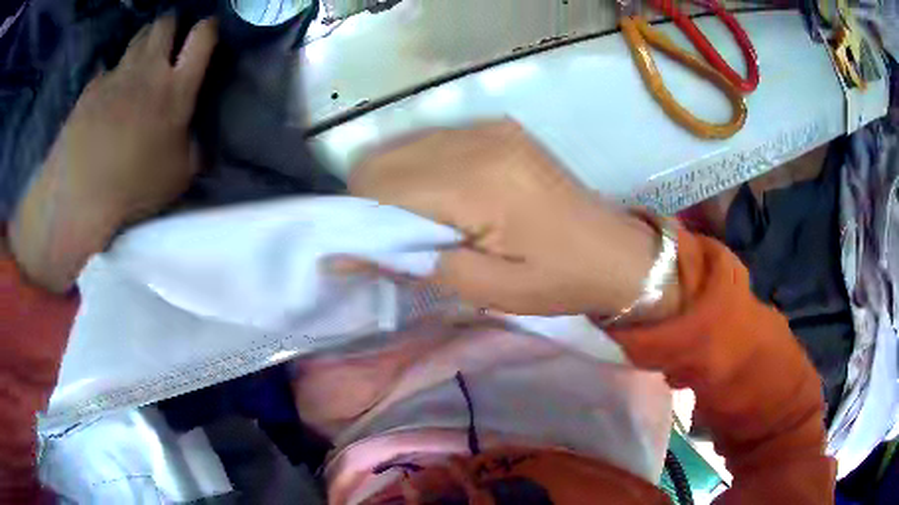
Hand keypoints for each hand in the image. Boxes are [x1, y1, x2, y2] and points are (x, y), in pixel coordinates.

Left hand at [10, 16, 217, 291]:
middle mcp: (149, 69)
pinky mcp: (92, 87)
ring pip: (137, 37)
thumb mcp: (179, 174)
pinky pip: (107, 69)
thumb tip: (193, 132)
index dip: (208, 27)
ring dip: (144, 41)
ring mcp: (117, 75)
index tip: (207, 31)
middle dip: (172, 24)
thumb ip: (194, 144)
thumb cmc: (134, 187)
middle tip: (170, 38)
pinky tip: (108, 93)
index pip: (202, 37)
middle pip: (166, 24)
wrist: (81, 195)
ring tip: (141, 58)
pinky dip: (112, 74)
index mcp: (177, 89)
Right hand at [350, 120, 681, 319]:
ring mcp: (489, 127)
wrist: (615, 252)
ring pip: (402, 147)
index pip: (381, 185)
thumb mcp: (489, 289)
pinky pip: (431, 142)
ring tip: (415, 226)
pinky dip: (417, 171)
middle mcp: (479, 139)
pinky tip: (440, 201)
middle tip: (388, 244)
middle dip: (369, 204)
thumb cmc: (560, 280)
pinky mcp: (497, 127)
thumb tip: (351, 255)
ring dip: (391, 187)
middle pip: (384, 160)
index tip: (352, 256)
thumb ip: (417, 264)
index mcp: (480, 182)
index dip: (356, 220)